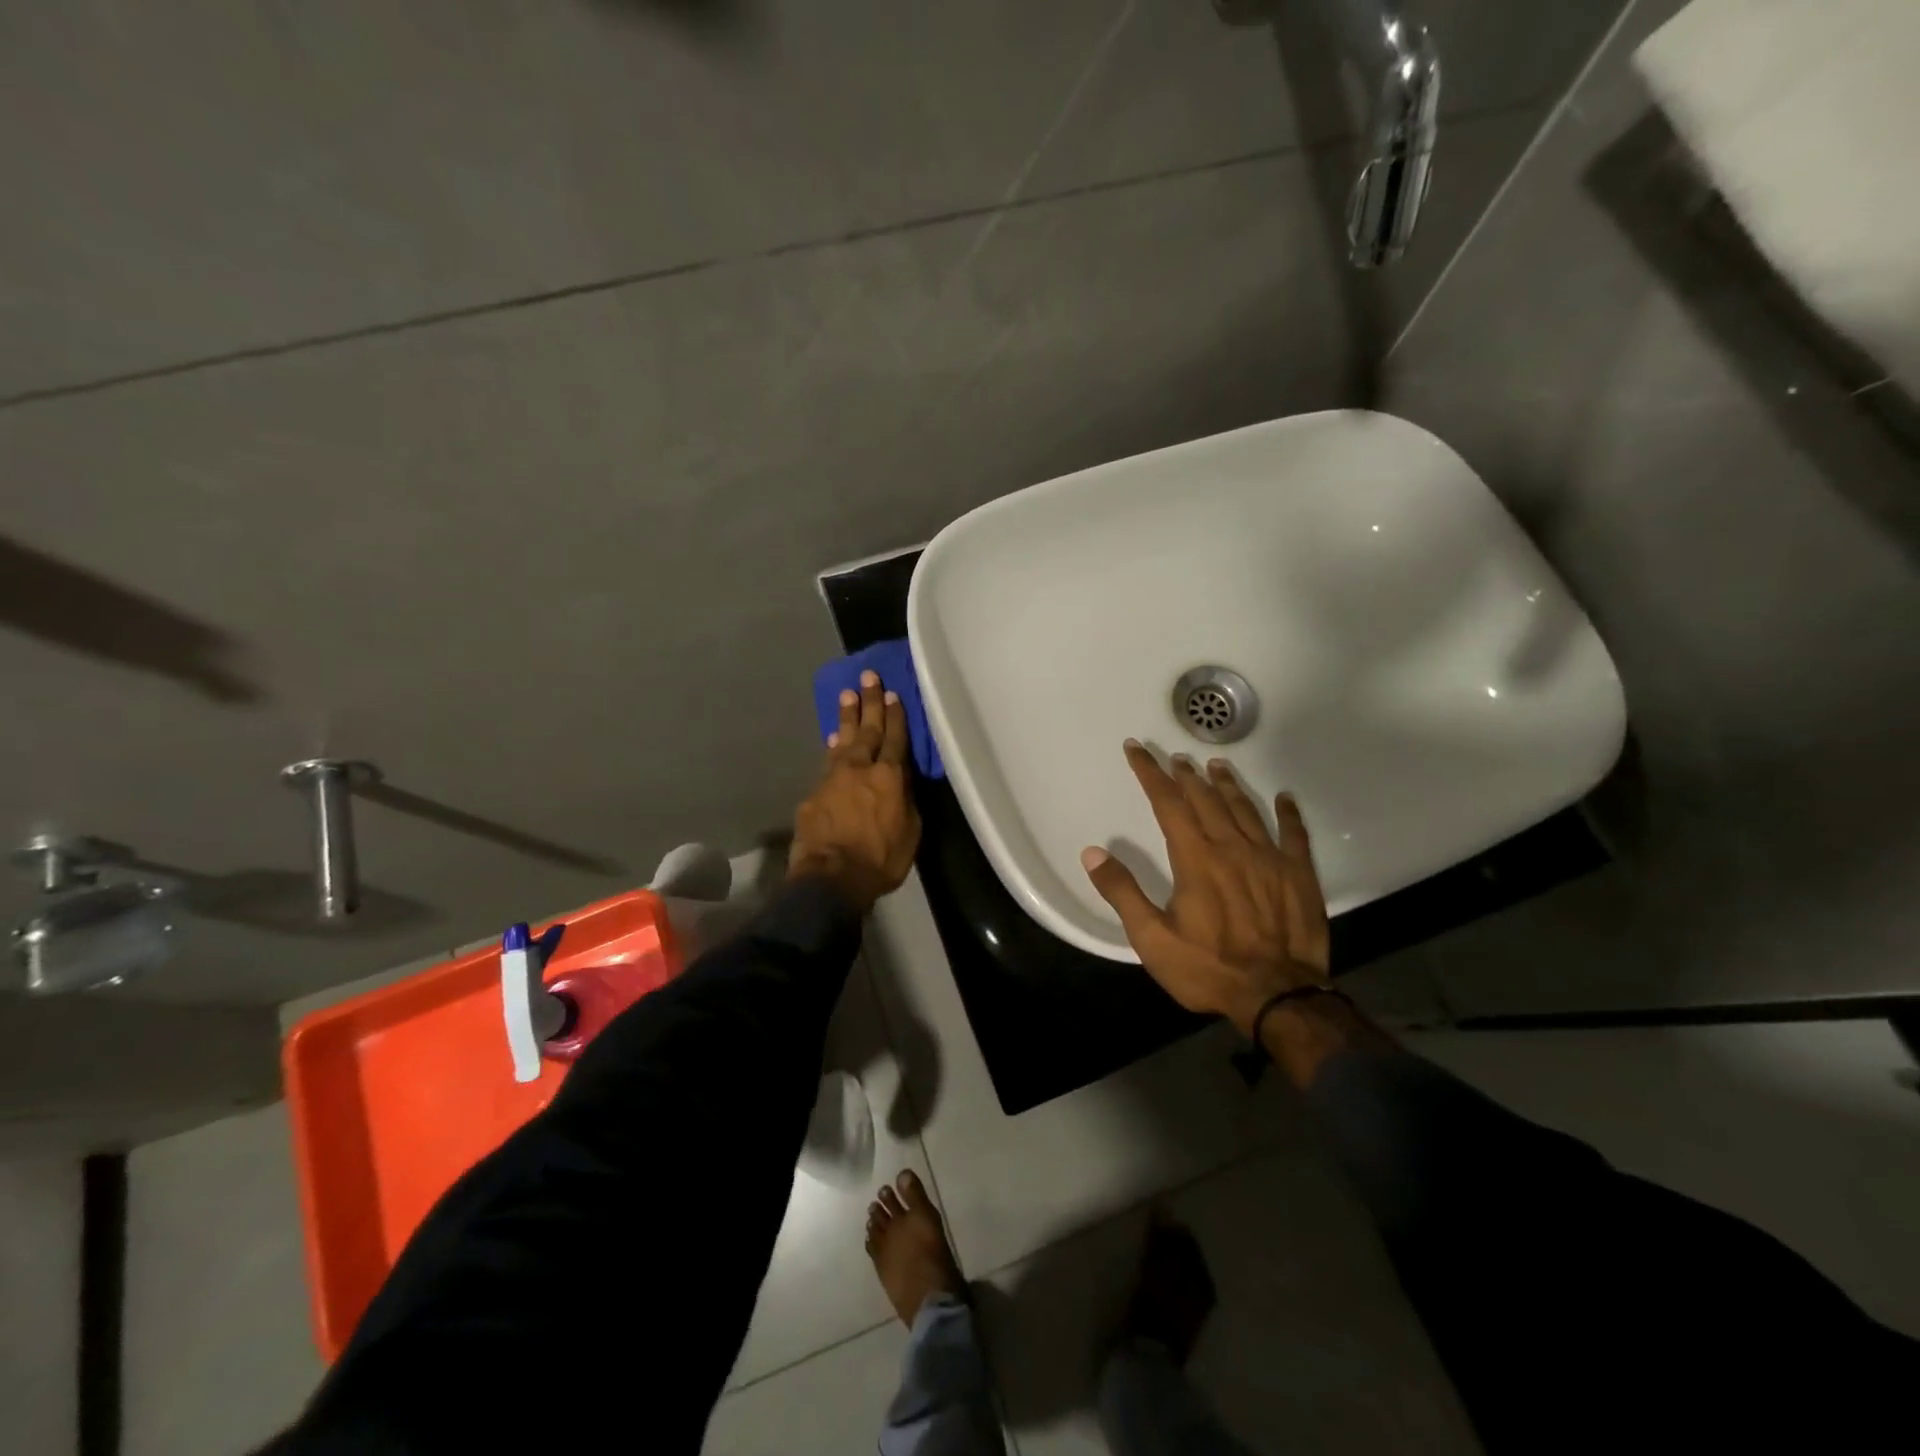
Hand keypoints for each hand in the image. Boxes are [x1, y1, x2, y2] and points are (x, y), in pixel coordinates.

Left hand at [789, 670, 921, 913]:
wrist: (831, 877)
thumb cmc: (881, 859)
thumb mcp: (910, 831)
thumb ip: (905, 800)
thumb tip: (900, 782)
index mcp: (890, 777)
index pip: (895, 738)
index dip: (896, 716)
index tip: (894, 694)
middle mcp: (861, 768)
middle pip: (867, 729)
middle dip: (869, 701)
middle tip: (868, 676)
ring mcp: (833, 778)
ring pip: (843, 740)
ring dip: (847, 716)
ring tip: (846, 694)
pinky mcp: (814, 794)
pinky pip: (827, 763)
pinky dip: (832, 748)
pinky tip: (832, 739)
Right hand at [1081, 740, 1330, 1035]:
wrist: (1278, 997)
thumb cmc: (1208, 968)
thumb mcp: (1152, 938)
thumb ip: (1122, 892)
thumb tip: (1092, 853)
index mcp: (1195, 858)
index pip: (1168, 802)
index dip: (1150, 773)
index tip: (1137, 749)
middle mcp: (1232, 847)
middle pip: (1206, 799)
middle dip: (1186, 775)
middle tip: (1176, 757)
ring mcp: (1270, 858)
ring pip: (1245, 809)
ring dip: (1228, 785)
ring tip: (1216, 766)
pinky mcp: (1299, 875)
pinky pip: (1294, 834)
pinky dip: (1288, 814)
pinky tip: (1285, 798)